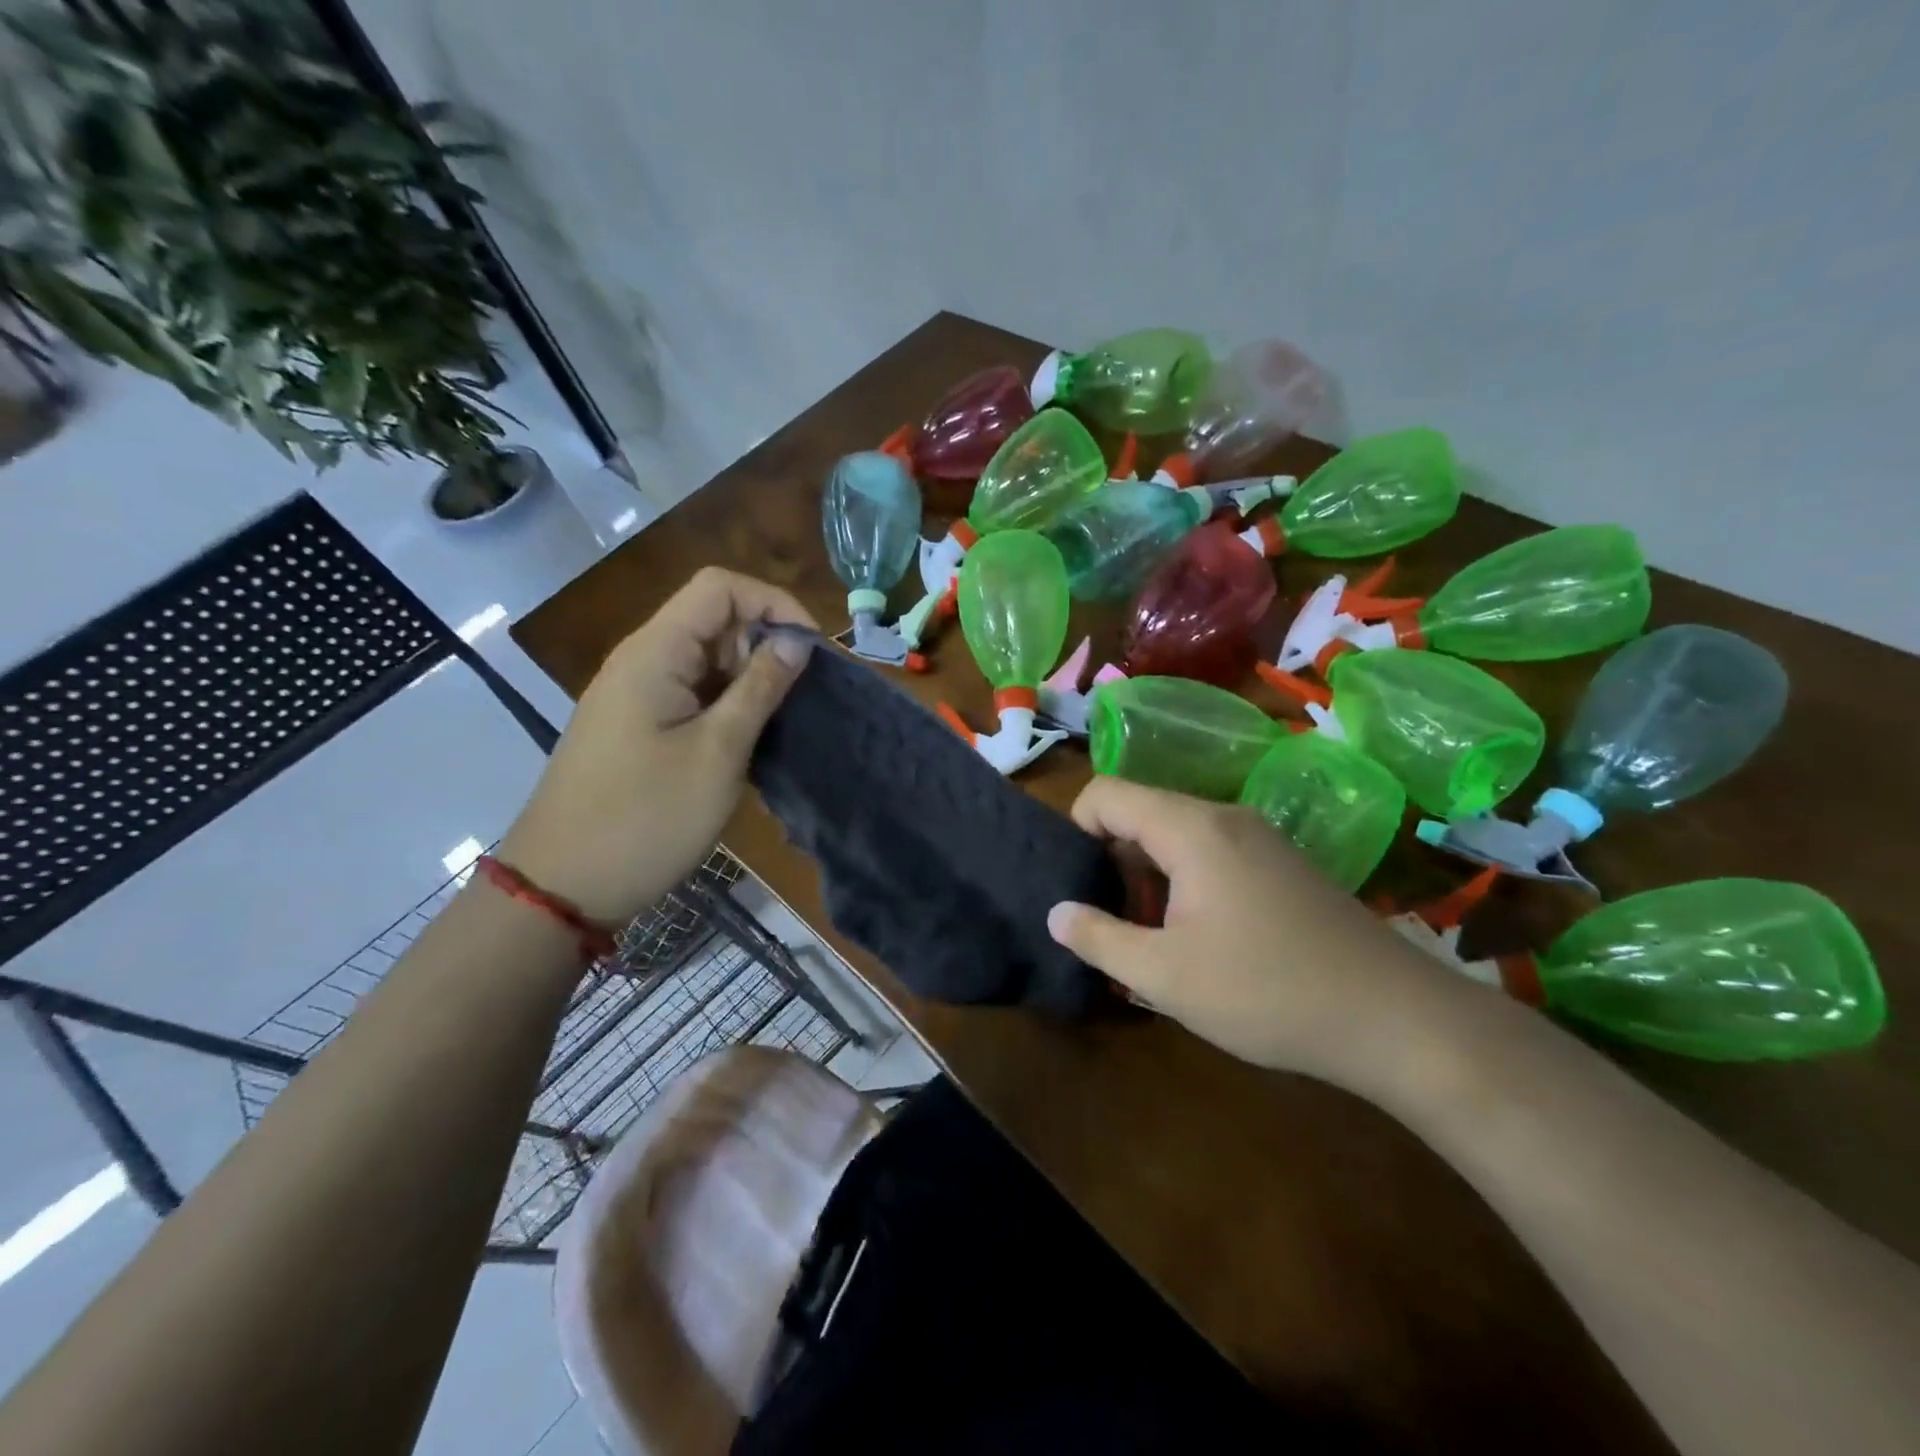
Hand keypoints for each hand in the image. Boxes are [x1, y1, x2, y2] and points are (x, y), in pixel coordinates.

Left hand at [499, 568, 814, 925]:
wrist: (564, 886)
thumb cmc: (647, 817)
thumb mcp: (718, 751)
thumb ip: (760, 688)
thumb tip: (797, 642)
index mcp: (656, 652)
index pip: (720, 587)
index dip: (774, 603)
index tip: (811, 651)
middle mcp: (643, 660)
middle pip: (714, 619)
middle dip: (765, 644)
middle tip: (800, 696)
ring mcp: (636, 695)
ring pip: (706, 659)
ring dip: (750, 679)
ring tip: (782, 722)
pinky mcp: (637, 726)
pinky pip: (692, 694)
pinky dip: (727, 705)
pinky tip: (749, 742)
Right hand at [1046, 777, 1470, 1087]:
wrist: (1396, 1019)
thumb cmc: (1267, 992)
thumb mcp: (1164, 976)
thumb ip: (1098, 938)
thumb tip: (1055, 911)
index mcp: (1191, 828)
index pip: (1105, 793)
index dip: (1076, 832)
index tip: (1080, 889)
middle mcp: (1224, 816)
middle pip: (1140, 812)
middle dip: (1113, 862)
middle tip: (1114, 924)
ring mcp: (1259, 837)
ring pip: (1175, 835)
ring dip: (1149, 877)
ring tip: (1154, 939)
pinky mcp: (1282, 863)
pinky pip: (1211, 852)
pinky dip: (1186, 882)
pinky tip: (1201, 940)